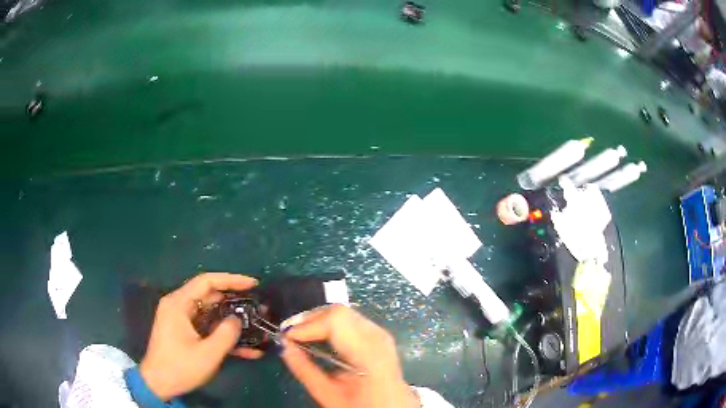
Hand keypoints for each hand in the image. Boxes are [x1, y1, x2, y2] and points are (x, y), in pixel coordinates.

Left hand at [139, 273, 262, 400]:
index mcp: (179, 303)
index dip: (231, 280)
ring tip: (256, 326)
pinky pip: (207, 328)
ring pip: (211, 313)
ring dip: (232, 321)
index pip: (207, 281)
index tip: (253, 284)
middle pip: (210, 295)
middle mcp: (179, 306)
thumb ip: (226, 333)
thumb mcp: (207, 353)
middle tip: (257, 306)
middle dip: (235, 302)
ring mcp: (182, 320)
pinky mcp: (186, 332)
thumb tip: (238, 319)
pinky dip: (223, 335)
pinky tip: (247, 350)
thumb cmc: (180, 367)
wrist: (159, 384)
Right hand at [280, 305, 419, 407]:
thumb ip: (305, 370)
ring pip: (344, 312)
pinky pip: (350, 319)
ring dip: (319, 320)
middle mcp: (378, 337)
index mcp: (369, 354)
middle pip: (339, 312)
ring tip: (300, 335)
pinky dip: (330, 323)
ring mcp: (381, 334)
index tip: (286, 337)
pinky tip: (319, 336)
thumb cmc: (361, 406)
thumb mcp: (329, 395)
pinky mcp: (379, 335)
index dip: (307, 324)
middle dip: (310, 319)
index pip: (335, 321)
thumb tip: (285, 346)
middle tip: (290, 334)